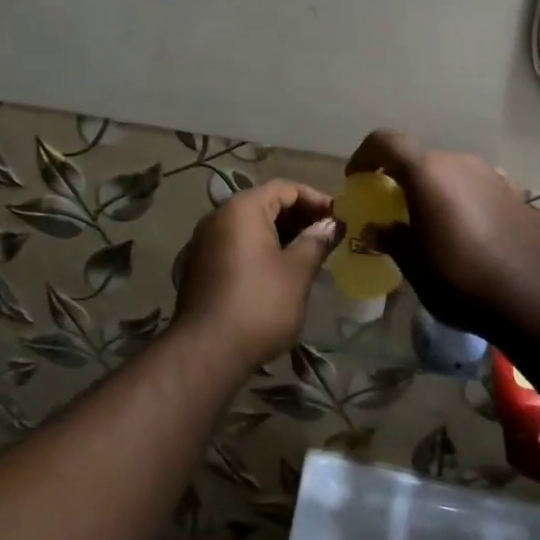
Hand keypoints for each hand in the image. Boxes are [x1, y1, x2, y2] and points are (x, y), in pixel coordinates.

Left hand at [174, 180, 341, 369]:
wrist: (207, 351)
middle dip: (298, 217)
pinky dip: (260, 249)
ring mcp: (204, 242)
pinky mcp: (200, 266)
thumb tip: (332, 224)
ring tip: (308, 254)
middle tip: (327, 236)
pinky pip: (236, 245)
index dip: (315, 199)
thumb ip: (316, 241)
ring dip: (280, 234)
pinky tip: (279, 271)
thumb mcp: (297, 272)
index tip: (338, 218)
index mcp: (242, 209)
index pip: (284, 188)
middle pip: (264, 204)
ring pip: (249, 226)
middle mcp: (218, 217)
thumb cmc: (260, 304)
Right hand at [346, 130, 539, 345]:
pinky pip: (473, 186)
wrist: (532, 298)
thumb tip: (376, 229)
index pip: (386, 141)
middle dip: (399, 177)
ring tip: (426, 221)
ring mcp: (490, 175)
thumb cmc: (459, 279)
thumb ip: (390, 237)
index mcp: (428, 172)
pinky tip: (460, 229)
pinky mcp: (512, 193)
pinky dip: (457, 198)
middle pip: (419, 158)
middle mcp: (459, 162)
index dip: (365, 155)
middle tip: (390, 207)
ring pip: (448, 171)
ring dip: (431, 188)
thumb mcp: (412, 263)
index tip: (356, 179)